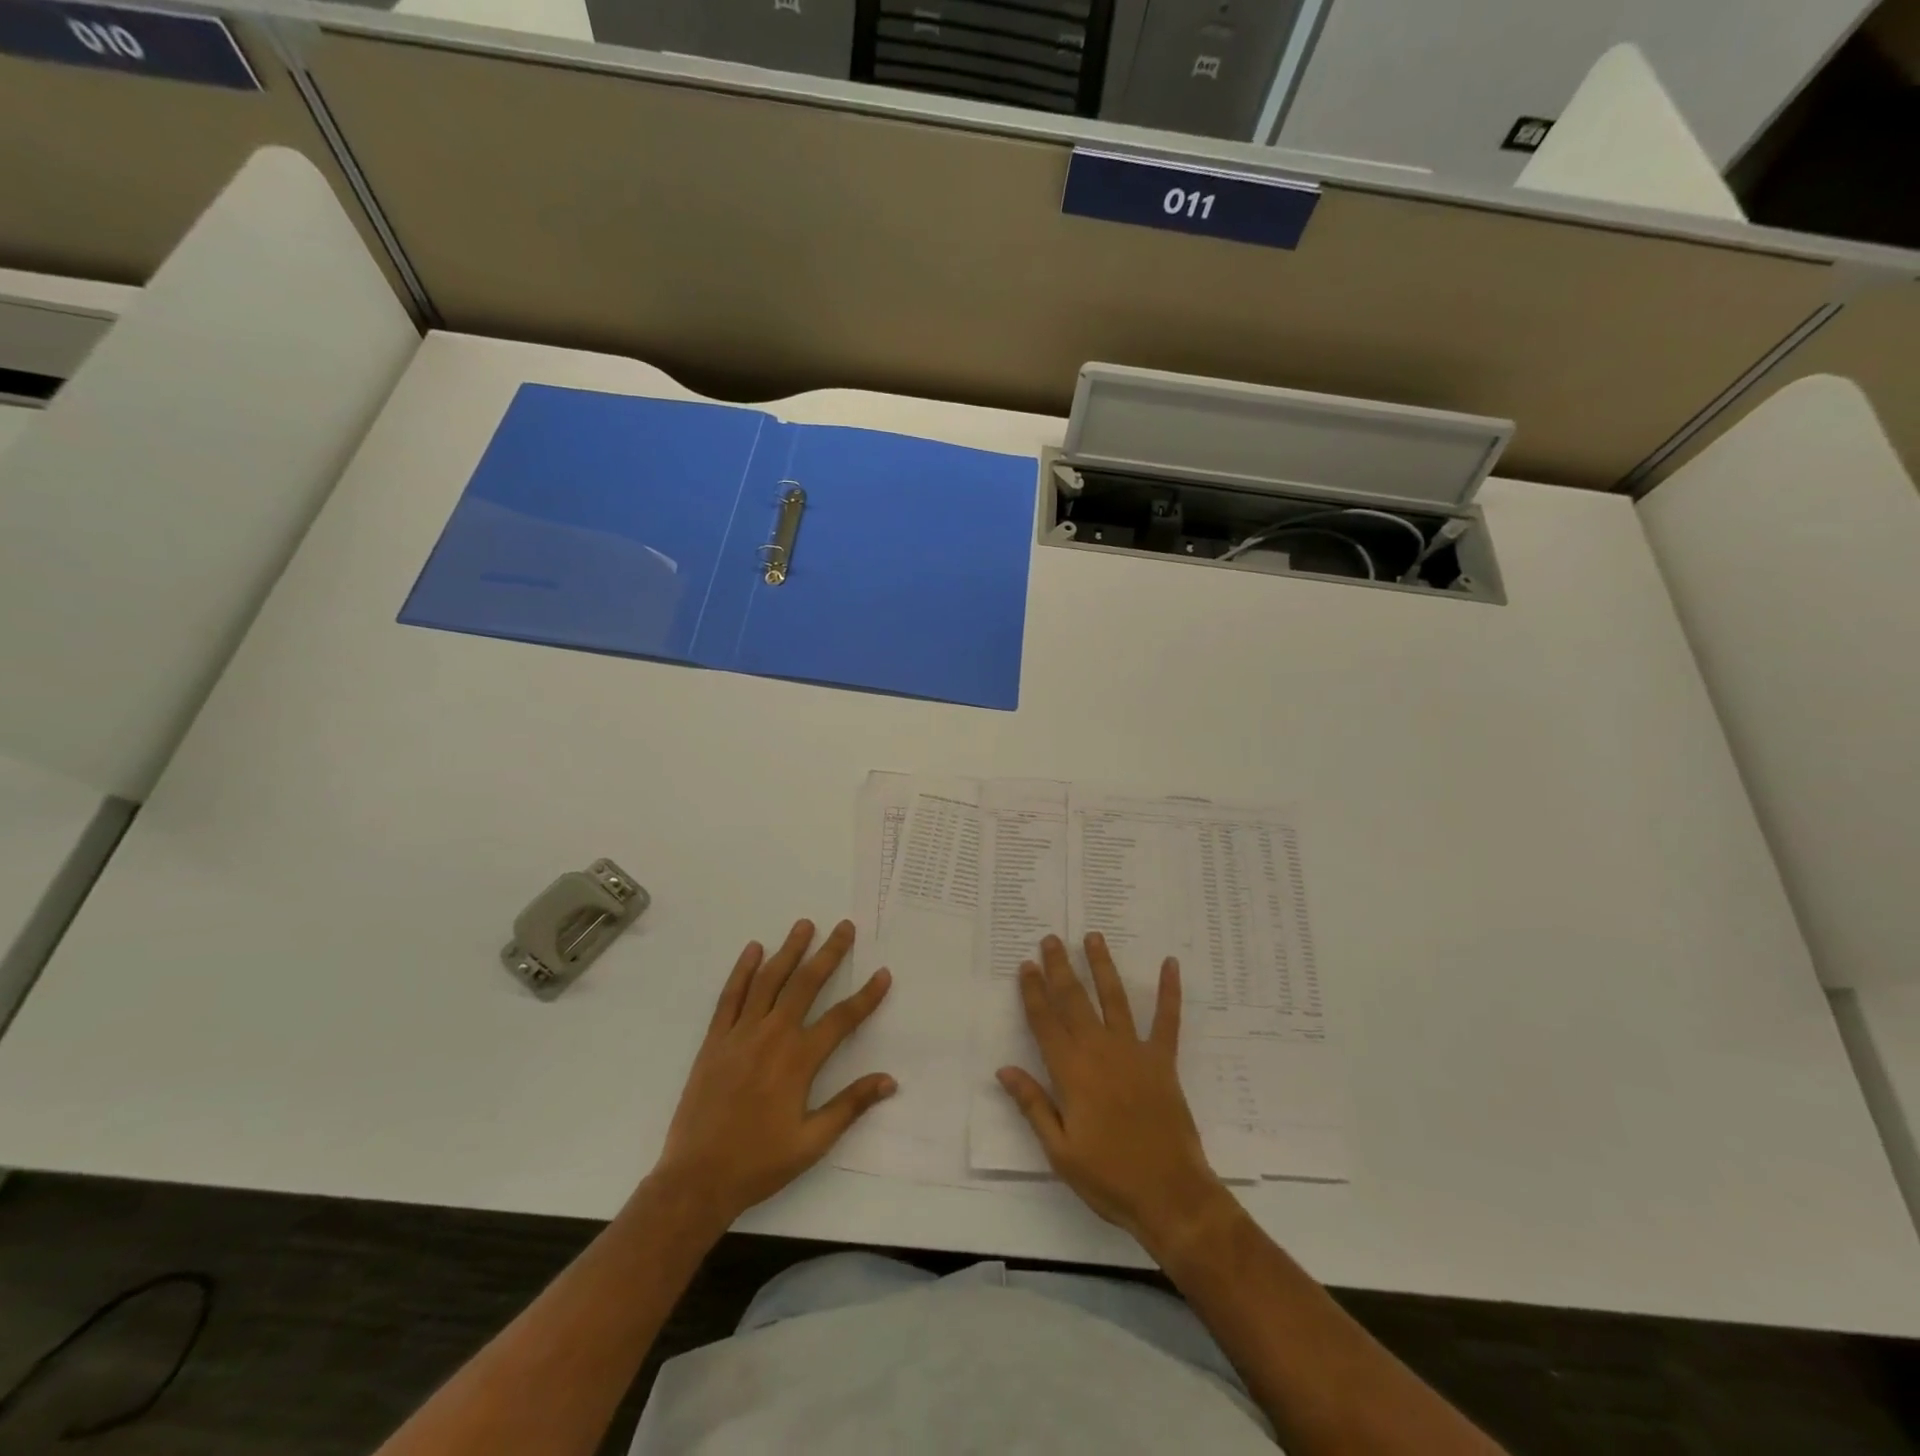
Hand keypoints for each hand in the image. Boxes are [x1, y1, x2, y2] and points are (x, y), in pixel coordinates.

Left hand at [653, 919, 893, 1230]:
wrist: (696, 1179)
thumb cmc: (758, 1163)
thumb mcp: (812, 1142)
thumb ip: (850, 1106)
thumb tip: (889, 1080)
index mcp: (799, 1060)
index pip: (842, 1019)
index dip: (867, 996)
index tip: (883, 972)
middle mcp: (772, 1036)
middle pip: (806, 984)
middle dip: (828, 953)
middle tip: (844, 927)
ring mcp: (740, 1034)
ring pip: (769, 981)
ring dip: (788, 951)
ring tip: (804, 925)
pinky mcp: (715, 1040)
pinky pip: (730, 996)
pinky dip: (743, 971)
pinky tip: (754, 950)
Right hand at [997, 933, 1231, 1256]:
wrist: (1170, 1195)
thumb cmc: (1109, 1178)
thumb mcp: (1059, 1151)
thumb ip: (1033, 1106)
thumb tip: (1004, 1070)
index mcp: (1071, 1072)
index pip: (1045, 1022)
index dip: (1034, 992)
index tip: (1027, 965)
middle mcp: (1100, 1051)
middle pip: (1074, 1000)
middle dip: (1060, 968)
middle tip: (1051, 939)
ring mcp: (1134, 1052)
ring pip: (1114, 998)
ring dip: (1102, 966)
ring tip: (1093, 937)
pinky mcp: (1163, 1061)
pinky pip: (1167, 1020)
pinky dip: (1169, 991)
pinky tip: (1170, 964)